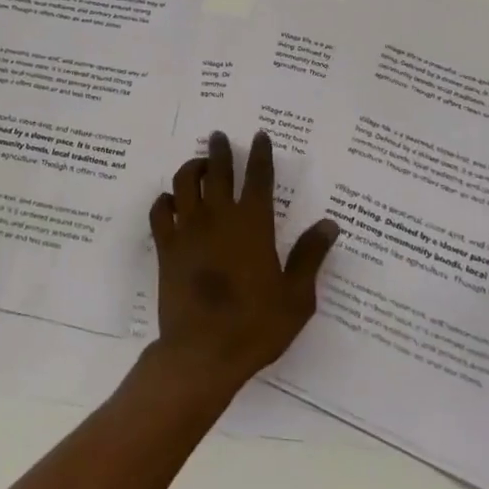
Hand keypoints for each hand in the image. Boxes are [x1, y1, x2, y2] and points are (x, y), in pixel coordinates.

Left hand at [149, 131, 338, 395]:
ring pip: (183, 182)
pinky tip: (171, 201)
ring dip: (191, 167)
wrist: (203, 352)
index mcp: (253, 224)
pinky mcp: (165, 247)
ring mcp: (187, 230)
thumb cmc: (256, 326)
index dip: (260, 154)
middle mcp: (218, 217)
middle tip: (219, 136)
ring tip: (198, 163)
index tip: (259, 135)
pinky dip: (164, 200)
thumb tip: (329, 224)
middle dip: (219, 150)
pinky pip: (159, 212)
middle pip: (216, 170)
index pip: (258, 177)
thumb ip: (310, 256)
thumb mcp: (296, 296)